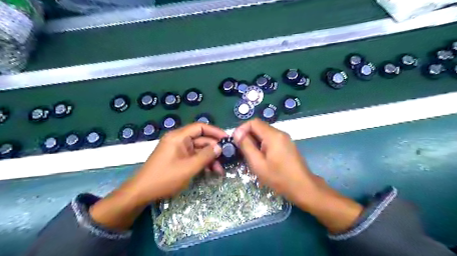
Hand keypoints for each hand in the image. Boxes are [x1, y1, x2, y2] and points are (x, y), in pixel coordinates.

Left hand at [130, 122, 223, 201]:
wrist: (141, 193)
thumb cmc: (165, 178)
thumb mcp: (188, 168)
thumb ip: (206, 156)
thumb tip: (220, 147)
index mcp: (178, 137)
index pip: (200, 127)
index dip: (215, 131)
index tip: (227, 139)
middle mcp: (179, 140)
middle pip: (201, 139)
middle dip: (214, 149)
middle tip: (226, 159)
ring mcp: (178, 150)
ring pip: (199, 150)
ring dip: (209, 158)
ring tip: (220, 170)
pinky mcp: (178, 158)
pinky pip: (193, 157)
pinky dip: (202, 162)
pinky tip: (211, 171)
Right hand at [234, 119, 322, 208]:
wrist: (303, 187)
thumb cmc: (279, 177)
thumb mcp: (258, 163)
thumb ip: (246, 146)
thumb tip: (237, 133)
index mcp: (273, 135)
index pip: (253, 122)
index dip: (242, 129)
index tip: (235, 141)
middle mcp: (280, 133)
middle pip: (259, 127)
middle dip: (247, 136)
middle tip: (241, 151)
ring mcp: (285, 139)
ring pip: (264, 134)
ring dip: (254, 142)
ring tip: (249, 156)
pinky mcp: (286, 145)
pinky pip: (270, 140)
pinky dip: (262, 145)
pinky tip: (260, 158)